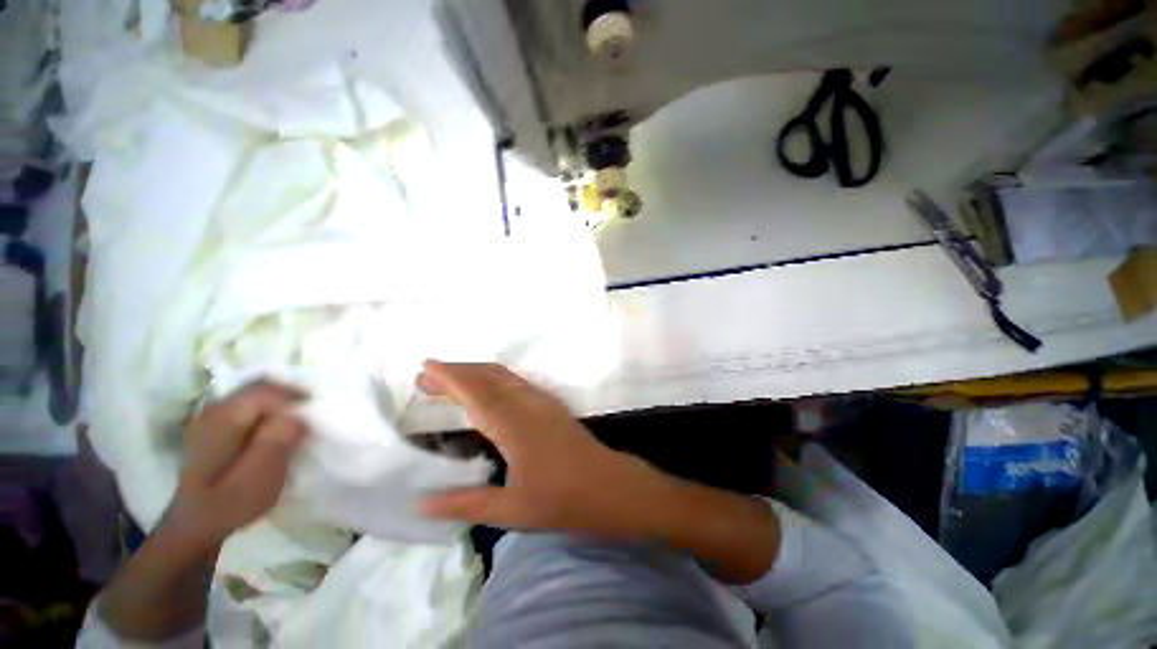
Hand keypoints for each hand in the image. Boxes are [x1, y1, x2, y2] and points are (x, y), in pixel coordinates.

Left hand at [164, 381, 307, 553]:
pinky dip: (268, 411)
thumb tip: (299, 414)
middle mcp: (214, 410)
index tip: (316, 413)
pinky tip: (275, 428)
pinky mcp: (215, 427)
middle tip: (312, 414)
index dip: (295, 397)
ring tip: (298, 421)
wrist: (194, 526)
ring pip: (254, 395)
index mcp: (223, 421)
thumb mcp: (258, 478)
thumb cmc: (228, 505)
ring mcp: (211, 417)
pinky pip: (248, 406)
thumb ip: (277, 441)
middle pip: (259, 387)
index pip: (265, 391)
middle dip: (290, 396)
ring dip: (280, 403)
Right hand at [417, 361, 678, 537]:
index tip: (426, 367)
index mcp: (514, 426)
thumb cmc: (562, 500)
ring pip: (504, 376)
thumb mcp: (511, 510)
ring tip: (450, 379)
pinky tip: (487, 389)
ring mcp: (542, 401)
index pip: (476, 394)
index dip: (450, 378)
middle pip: (488, 377)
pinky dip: (494, 378)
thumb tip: (421, 504)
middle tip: (427, 375)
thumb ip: (466, 504)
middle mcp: (527, 404)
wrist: (608, 486)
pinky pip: (517, 382)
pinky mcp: (551, 404)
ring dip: (475, 372)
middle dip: (457, 371)